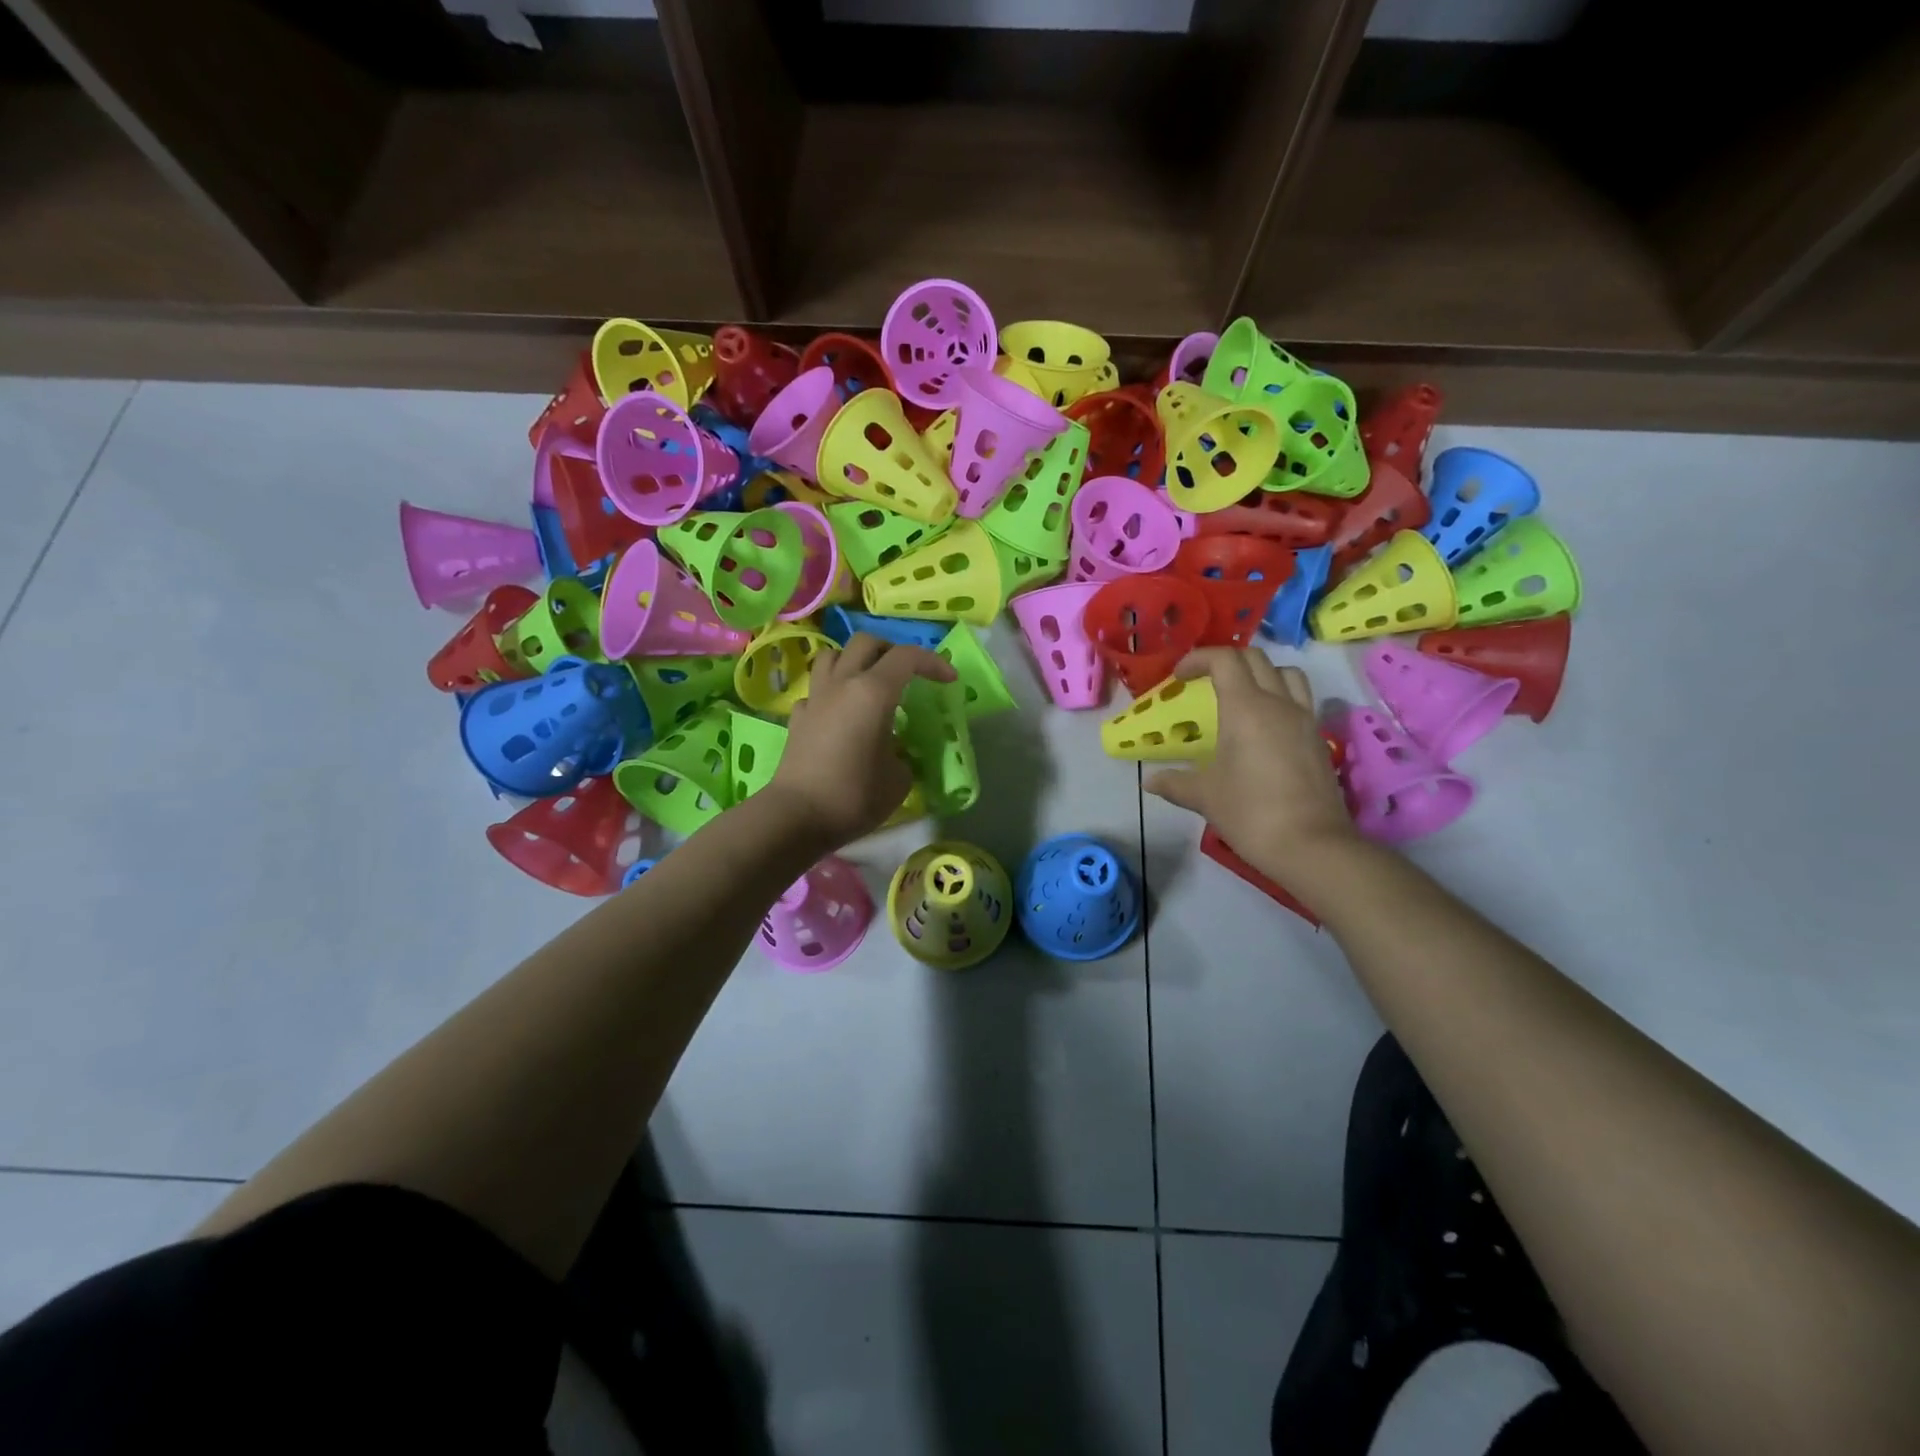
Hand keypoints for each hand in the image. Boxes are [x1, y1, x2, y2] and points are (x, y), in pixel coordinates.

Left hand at [766, 633, 955, 846]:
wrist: (797, 816)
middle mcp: (842, 684)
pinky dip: (832, 693)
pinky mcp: (797, 718)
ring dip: (856, 661)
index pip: (907, 657)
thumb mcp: (900, 778)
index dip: (933, 662)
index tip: (949, 680)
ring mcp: (815, 698)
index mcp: (873, 692)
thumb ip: (904, 754)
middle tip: (908, 675)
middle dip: (892, 651)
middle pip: (866, 643)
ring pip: (833, 656)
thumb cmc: (855, 796)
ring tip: (871, 683)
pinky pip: (817, 690)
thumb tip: (896, 750)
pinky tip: (841, 714)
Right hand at [1143, 648, 1359, 886]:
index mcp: (1246, 707)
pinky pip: (1300, 701)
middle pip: (1256, 658)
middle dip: (1226, 661)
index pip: (1224, 660)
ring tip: (1240, 696)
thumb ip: (1175, 782)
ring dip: (1261, 674)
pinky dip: (1279, 698)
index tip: (1179, 677)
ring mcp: (1304, 719)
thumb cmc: (1250, 813)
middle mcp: (1279, 703)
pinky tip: (1264, 728)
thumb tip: (1150, 781)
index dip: (1198, 659)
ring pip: (1287, 674)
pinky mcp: (1318, 739)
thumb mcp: (1204, 796)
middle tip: (1204, 680)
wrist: (1311, 845)